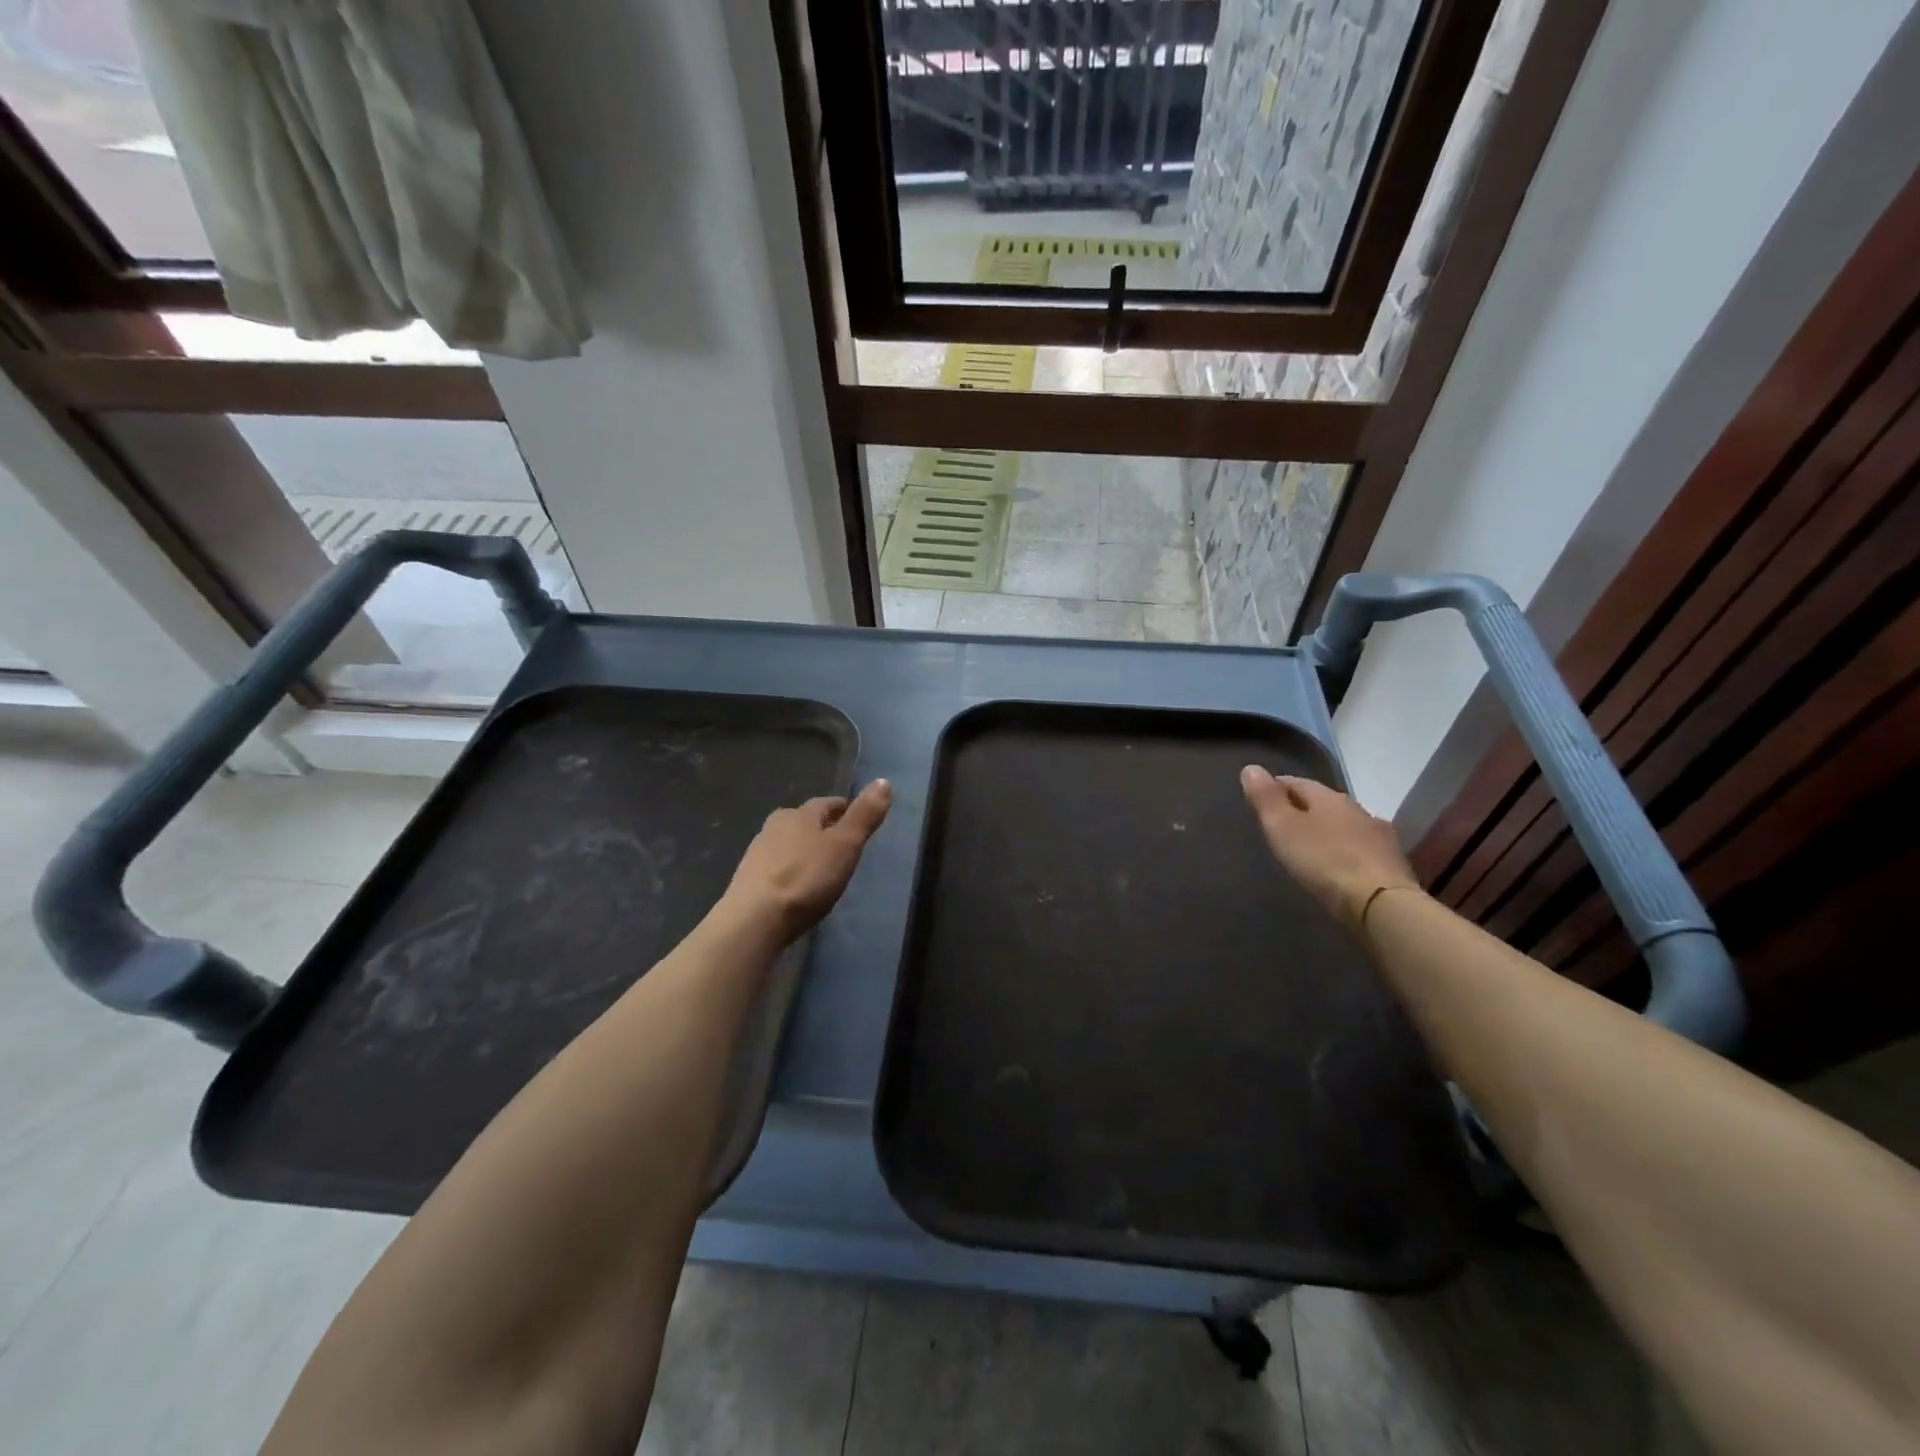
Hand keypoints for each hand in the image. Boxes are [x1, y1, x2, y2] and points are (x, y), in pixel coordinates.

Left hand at [722, 780, 892, 940]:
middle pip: (805, 822)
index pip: (828, 804)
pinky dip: (791, 872)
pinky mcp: (747, 881)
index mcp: (799, 814)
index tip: (860, 822)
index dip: (846, 810)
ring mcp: (756, 854)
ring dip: (805, 851)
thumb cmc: (806, 878)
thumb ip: (864, 816)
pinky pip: (776, 868)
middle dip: (824, 830)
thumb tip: (884, 781)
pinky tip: (798, 888)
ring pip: (788, 844)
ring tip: (823, 868)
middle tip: (844, 846)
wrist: (754, 921)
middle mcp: (774, 826)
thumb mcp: (845, 846)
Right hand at [1240, 765, 1421, 930]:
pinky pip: (1360, 848)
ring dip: (1327, 830)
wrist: (1382, 903)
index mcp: (1329, 797)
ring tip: (1309, 845)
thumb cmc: (1323, 861)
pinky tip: (1338, 864)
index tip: (1260, 798)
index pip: (1297, 782)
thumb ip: (1266, 798)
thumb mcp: (1283, 827)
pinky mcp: (1392, 864)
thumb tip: (1251, 768)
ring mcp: (1379, 836)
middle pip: (1323, 802)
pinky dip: (1345, 850)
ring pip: (1345, 824)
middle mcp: (1357, 809)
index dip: (1276, 787)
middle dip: (1303, 808)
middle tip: (1282, 823)